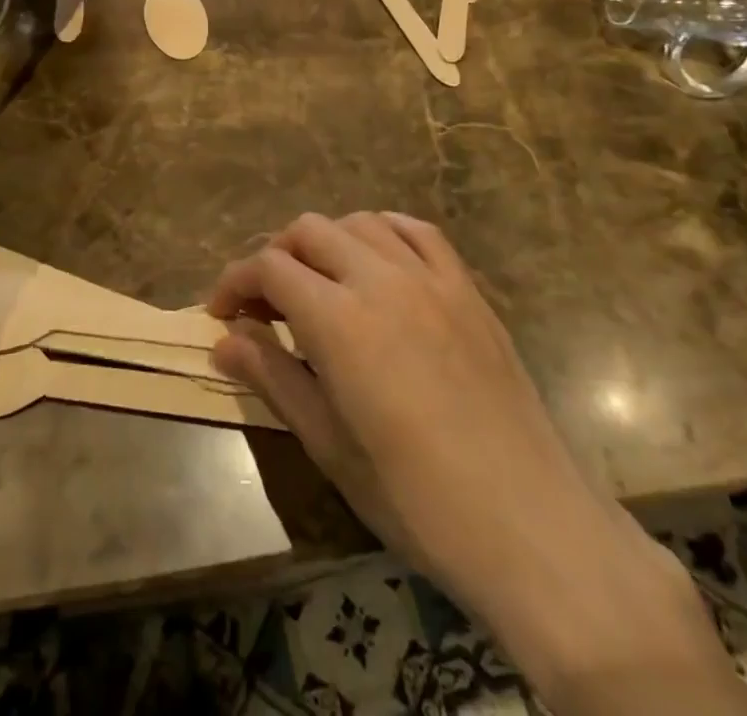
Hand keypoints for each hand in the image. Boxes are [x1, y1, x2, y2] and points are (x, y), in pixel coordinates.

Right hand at [210, 214, 746, 713]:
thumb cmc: (414, 496)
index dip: (234, 283)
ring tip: (318, 283)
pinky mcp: (467, 288)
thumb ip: (272, 377)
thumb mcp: (328, 444)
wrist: (527, 522)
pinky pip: (418, 232)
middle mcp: (380, 278)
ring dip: (326, 242)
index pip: (268, 268)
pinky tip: (376, 259)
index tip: (220, 314)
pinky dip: (384, 232)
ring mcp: (430, 277)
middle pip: (308, 231)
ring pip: (360, 223)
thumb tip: (223, 340)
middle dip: (275, 257)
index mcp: (338, 318)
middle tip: (265, 304)